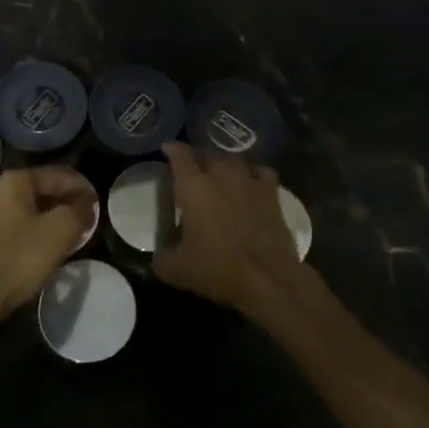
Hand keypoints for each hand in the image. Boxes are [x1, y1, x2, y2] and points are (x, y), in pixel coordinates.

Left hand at [0, 167, 93, 318]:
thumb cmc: (19, 259)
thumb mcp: (60, 231)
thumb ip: (78, 211)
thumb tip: (86, 203)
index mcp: (14, 181)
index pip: (58, 175)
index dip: (82, 187)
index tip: (98, 204)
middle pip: (39, 191)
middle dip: (64, 203)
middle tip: (84, 220)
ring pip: (24, 211)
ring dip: (46, 219)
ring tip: (66, 235)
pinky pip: (10, 229)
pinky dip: (29, 234)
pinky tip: (38, 250)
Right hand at [152, 142, 303, 318]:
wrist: (266, 279)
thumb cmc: (216, 269)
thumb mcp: (176, 270)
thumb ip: (161, 258)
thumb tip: (157, 256)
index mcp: (193, 187)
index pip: (179, 155)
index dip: (172, 149)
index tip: (167, 148)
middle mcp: (220, 175)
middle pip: (207, 154)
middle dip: (198, 157)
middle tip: (193, 168)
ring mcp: (248, 180)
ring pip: (234, 159)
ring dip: (224, 163)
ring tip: (221, 173)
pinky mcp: (271, 192)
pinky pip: (261, 171)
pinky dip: (253, 173)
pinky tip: (251, 182)